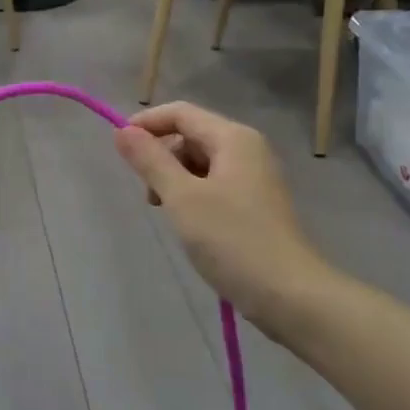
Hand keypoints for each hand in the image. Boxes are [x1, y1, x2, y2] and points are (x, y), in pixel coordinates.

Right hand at [115, 102, 329, 330]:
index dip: (146, 124)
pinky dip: (193, 195)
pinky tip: (189, 223)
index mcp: (233, 138)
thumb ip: (150, 160)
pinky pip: (214, 184)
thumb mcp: (181, 197)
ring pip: (200, 162)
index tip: (119, 149)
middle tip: (148, 196)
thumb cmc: (232, 240)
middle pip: (191, 135)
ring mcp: (254, 177)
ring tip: (167, 212)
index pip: (180, 113)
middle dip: (161, 156)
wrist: (291, 297)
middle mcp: (247, 149)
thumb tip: (122, 131)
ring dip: (175, 179)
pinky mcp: (255, 204)